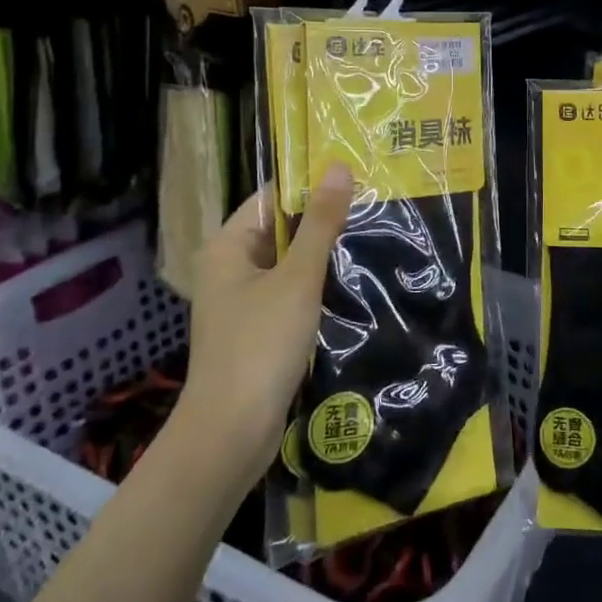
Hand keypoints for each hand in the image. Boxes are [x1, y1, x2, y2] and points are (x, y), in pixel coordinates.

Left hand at [177, 162, 353, 481]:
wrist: (230, 434)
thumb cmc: (260, 345)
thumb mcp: (298, 278)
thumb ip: (320, 223)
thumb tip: (339, 167)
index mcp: (228, 246)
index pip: (271, 197)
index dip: (309, 184)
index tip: (355, 175)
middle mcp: (228, 267)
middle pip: (278, 229)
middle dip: (321, 219)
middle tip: (373, 204)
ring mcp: (240, 301)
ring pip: (286, 263)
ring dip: (321, 254)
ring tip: (370, 236)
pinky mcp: (254, 330)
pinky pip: (287, 292)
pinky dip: (313, 285)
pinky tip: (350, 283)